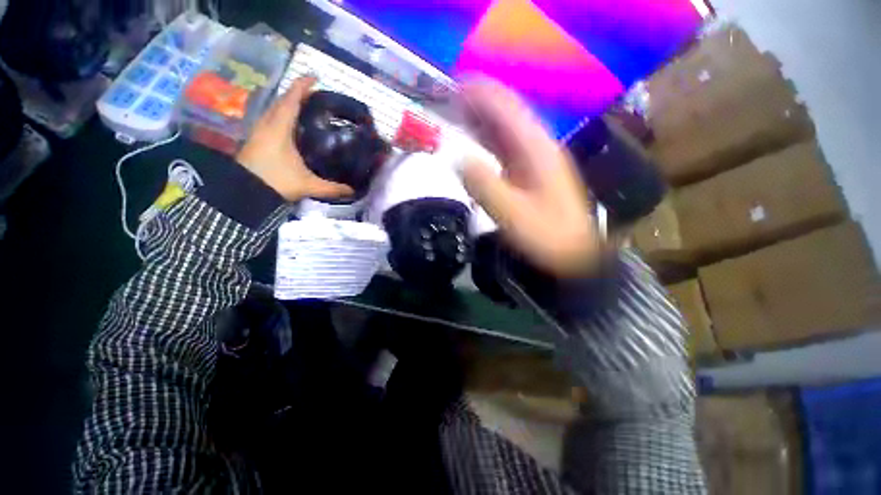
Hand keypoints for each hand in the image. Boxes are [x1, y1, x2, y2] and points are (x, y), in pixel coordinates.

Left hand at [236, 77, 353, 201]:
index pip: (291, 100)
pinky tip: (290, 124)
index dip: (302, 86)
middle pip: (281, 101)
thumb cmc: (276, 182)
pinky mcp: (256, 139)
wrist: (244, 191)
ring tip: (304, 106)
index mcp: (279, 128)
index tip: (315, 77)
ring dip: (288, 103)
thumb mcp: (308, 185)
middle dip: (297, 93)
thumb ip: (332, 188)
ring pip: (274, 109)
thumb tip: (353, 191)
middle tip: (314, 95)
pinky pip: (270, 118)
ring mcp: (259, 131)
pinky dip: (281, 114)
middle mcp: (267, 124)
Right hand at [461, 80, 599, 276]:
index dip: (482, 94)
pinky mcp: (531, 174)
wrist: (571, 256)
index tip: (456, 85)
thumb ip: (485, 185)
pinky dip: (489, 143)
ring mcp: (536, 161)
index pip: (508, 109)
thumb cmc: (546, 236)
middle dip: (480, 105)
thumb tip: (460, 160)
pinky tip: (476, 144)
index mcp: (538, 150)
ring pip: (507, 133)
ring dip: (483, 122)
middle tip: (450, 100)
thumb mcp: (513, 214)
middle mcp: (538, 148)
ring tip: (457, 116)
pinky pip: (507, 150)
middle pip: (508, 116)